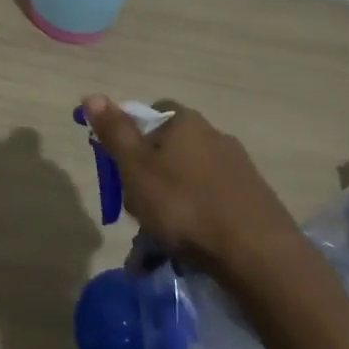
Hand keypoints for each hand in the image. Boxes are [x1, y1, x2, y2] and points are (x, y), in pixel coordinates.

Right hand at [83, 95, 305, 280]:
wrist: (257, 254)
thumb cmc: (184, 205)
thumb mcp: (135, 168)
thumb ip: (115, 132)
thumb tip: (91, 94)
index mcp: (185, 123)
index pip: (151, 114)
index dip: (130, 138)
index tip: (120, 168)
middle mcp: (215, 136)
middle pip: (169, 151)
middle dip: (148, 180)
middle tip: (135, 212)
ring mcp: (238, 169)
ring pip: (188, 182)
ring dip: (168, 207)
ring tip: (154, 246)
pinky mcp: (253, 200)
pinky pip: (210, 205)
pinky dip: (193, 223)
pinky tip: (185, 252)